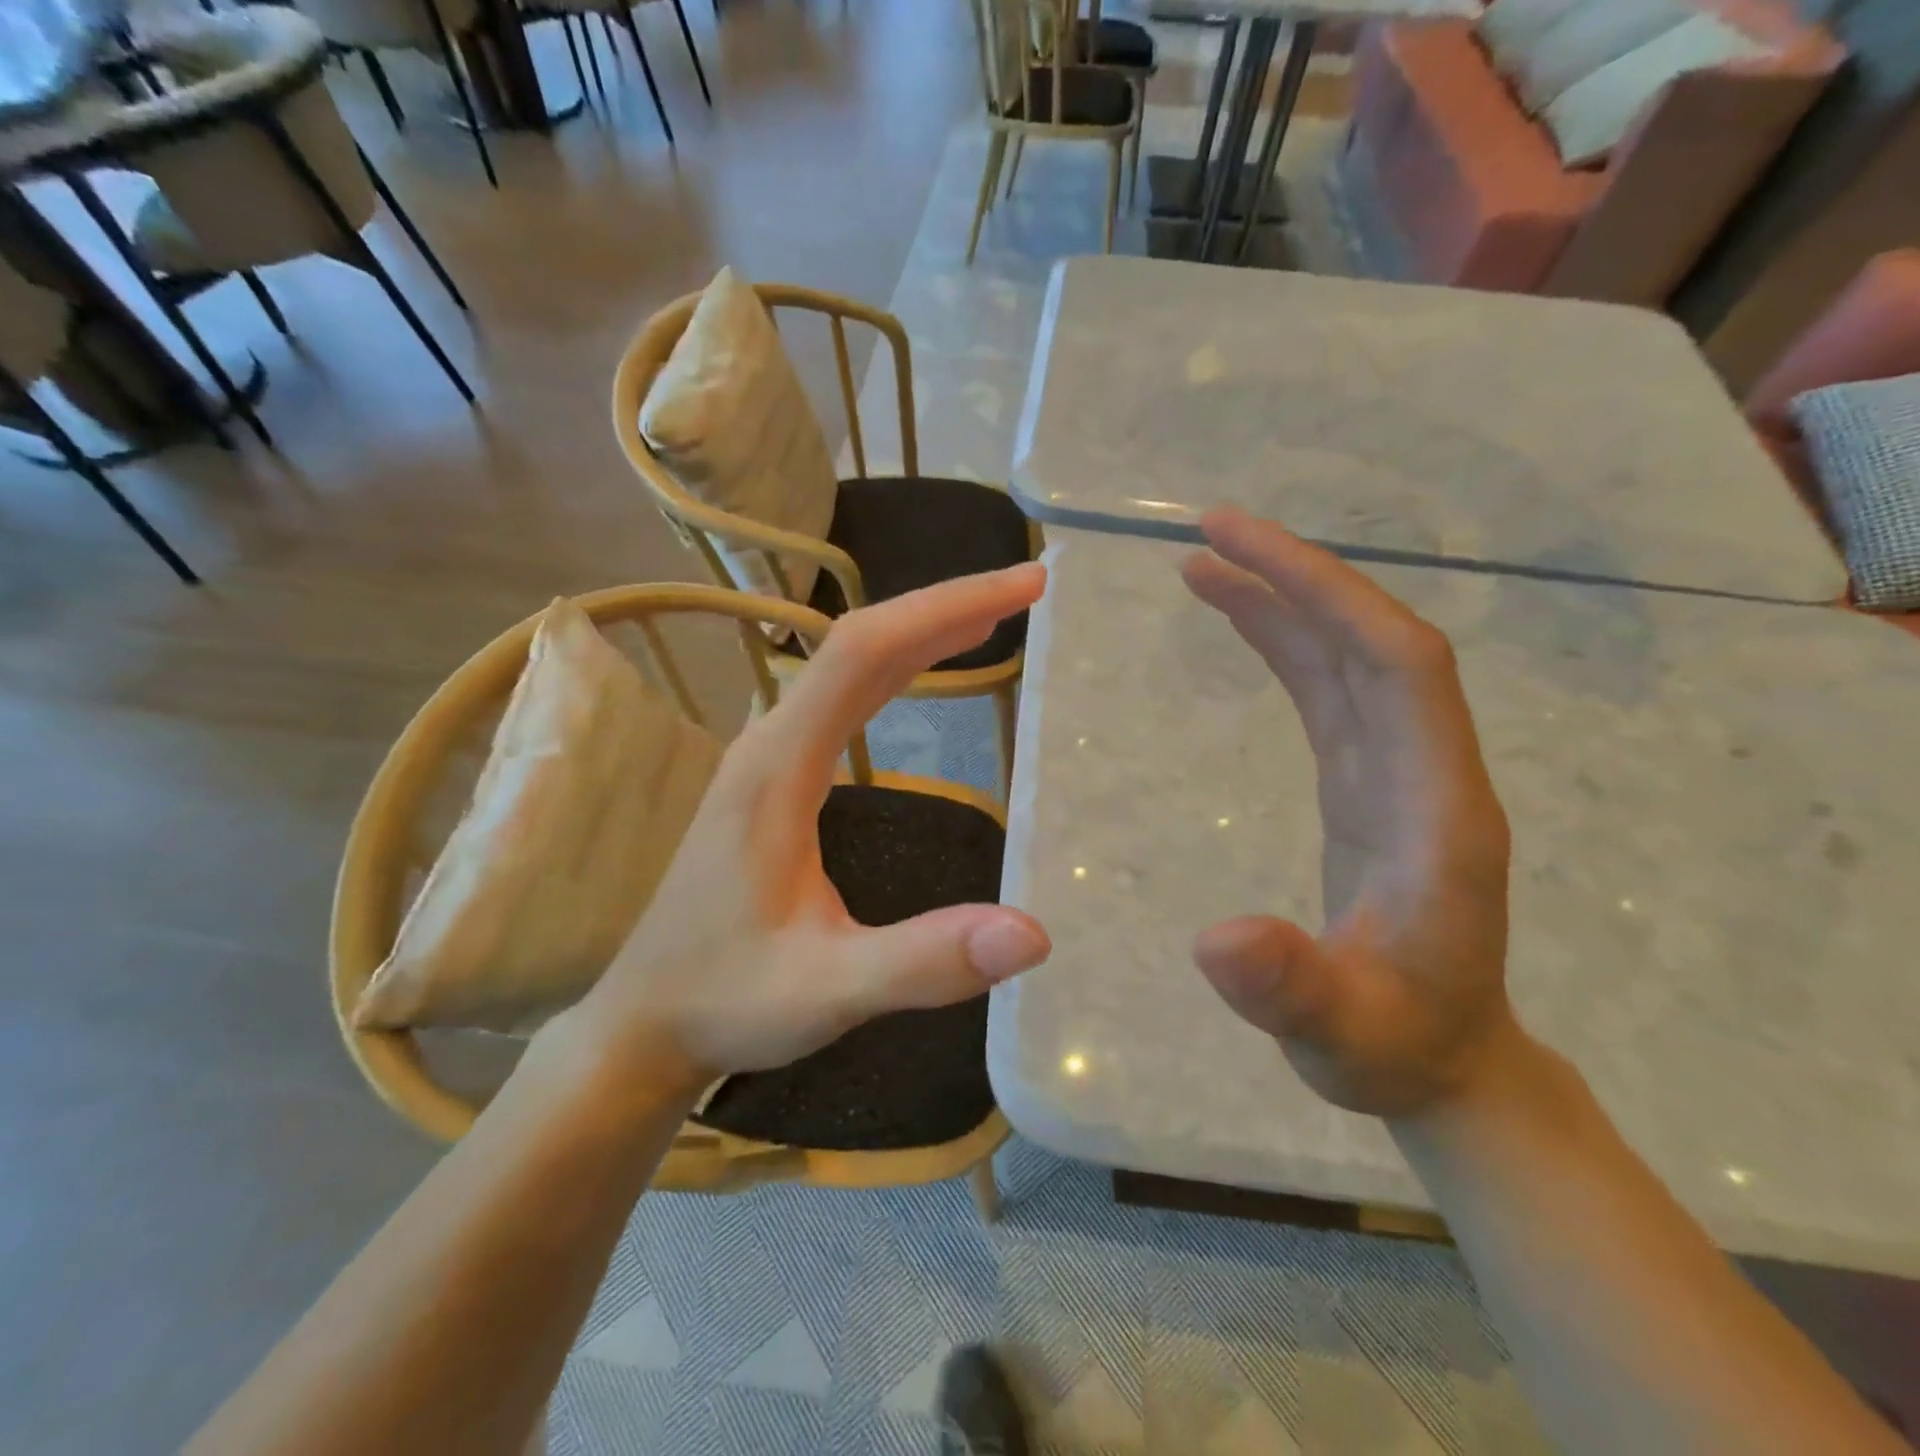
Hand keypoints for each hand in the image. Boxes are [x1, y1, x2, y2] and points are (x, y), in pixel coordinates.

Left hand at [574, 564, 1052, 1083]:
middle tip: (1025, 592)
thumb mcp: (828, 990)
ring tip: (991, 618)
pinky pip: (841, 698)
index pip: (866, 653)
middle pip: (860, 643)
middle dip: (945, 609)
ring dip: (921, 633)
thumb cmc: (727, 1001)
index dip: (945, 609)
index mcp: (779, 767)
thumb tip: (1032, 934)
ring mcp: (768, 758)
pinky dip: (895, 669)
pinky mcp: (774, 778)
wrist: (645, 1023)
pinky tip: (923, 675)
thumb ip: (923, 961)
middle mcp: (770, 743)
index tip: (1022, 589)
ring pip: (849, 666)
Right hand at [1181, 509, 1515, 1117]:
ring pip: (1344, 658)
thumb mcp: (1338, 1033)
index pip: (1397, 663)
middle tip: (1207, 532)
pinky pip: (1324, 693)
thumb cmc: (1392, 1048)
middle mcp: (1424, 768)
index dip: (1327, 592)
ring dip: (1281, 602)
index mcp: (1437, 806)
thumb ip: (1289, 989)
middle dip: (1296, 575)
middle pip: (1371, 640)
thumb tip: (1218, 938)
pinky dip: (1279, 647)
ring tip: (1202, 566)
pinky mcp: (1363, 783)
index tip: (1241, 545)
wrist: (1438, 1064)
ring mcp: (1394, 772)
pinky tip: (1237, 625)